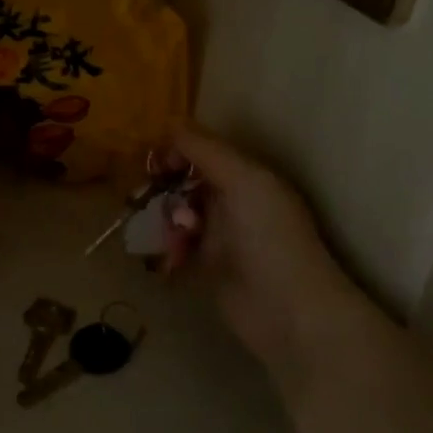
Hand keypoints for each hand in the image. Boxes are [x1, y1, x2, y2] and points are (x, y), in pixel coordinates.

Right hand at [163, 126, 352, 370]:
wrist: (289, 312)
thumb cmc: (269, 238)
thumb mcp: (242, 181)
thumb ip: (205, 150)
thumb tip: (170, 120)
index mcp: (247, 176)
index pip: (203, 151)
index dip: (176, 152)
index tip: (154, 163)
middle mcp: (233, 202)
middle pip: (185, 182)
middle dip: (163, 188)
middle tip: (143, 198)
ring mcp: (221, 236)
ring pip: (178, 215)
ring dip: (165, 222)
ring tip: (171, 238)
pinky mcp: (209, 268)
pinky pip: (178, 248)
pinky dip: (169, 250)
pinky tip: (170, 260)